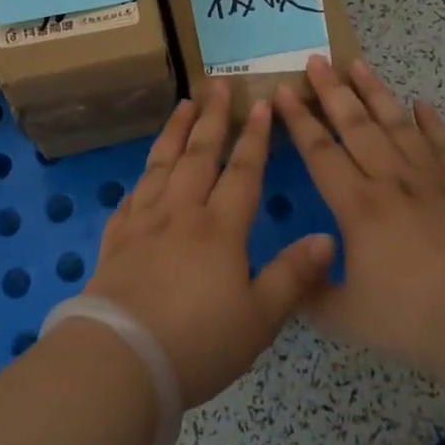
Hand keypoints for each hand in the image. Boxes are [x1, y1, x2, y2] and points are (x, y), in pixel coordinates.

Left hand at [85, 83, 335, 408]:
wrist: (120, 359)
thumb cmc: (197, 343)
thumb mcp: (258, 319)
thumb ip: (293, 276)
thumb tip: (327, 238)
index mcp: (220, 228)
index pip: (242, 171)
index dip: (255, 137)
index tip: (261, 103)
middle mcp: (181, 213)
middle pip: (199, 155)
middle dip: (212, 118)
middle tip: (217, 84)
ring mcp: (144, 222)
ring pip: (162, 164)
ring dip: (175, 131)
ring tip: (183, 105)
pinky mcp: (116, 239)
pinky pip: (132, 195)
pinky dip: (142, 176)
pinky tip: (144, 171)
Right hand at [275, 57, 444, 381]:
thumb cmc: (413, 316)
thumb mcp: (347, 318)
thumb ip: (311, 295)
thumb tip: (289, 280)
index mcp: (357, 206)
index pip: (319, 152)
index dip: (298, 120)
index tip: (283, 90)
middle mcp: (391, 180)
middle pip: (356, 125)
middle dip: (333, 91)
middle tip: (317, 59)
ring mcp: (431, 180)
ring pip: (397, 125)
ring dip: (376, 93)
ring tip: (359, 64)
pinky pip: (444, 145)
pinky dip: (432, 123)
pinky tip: (423, 105)